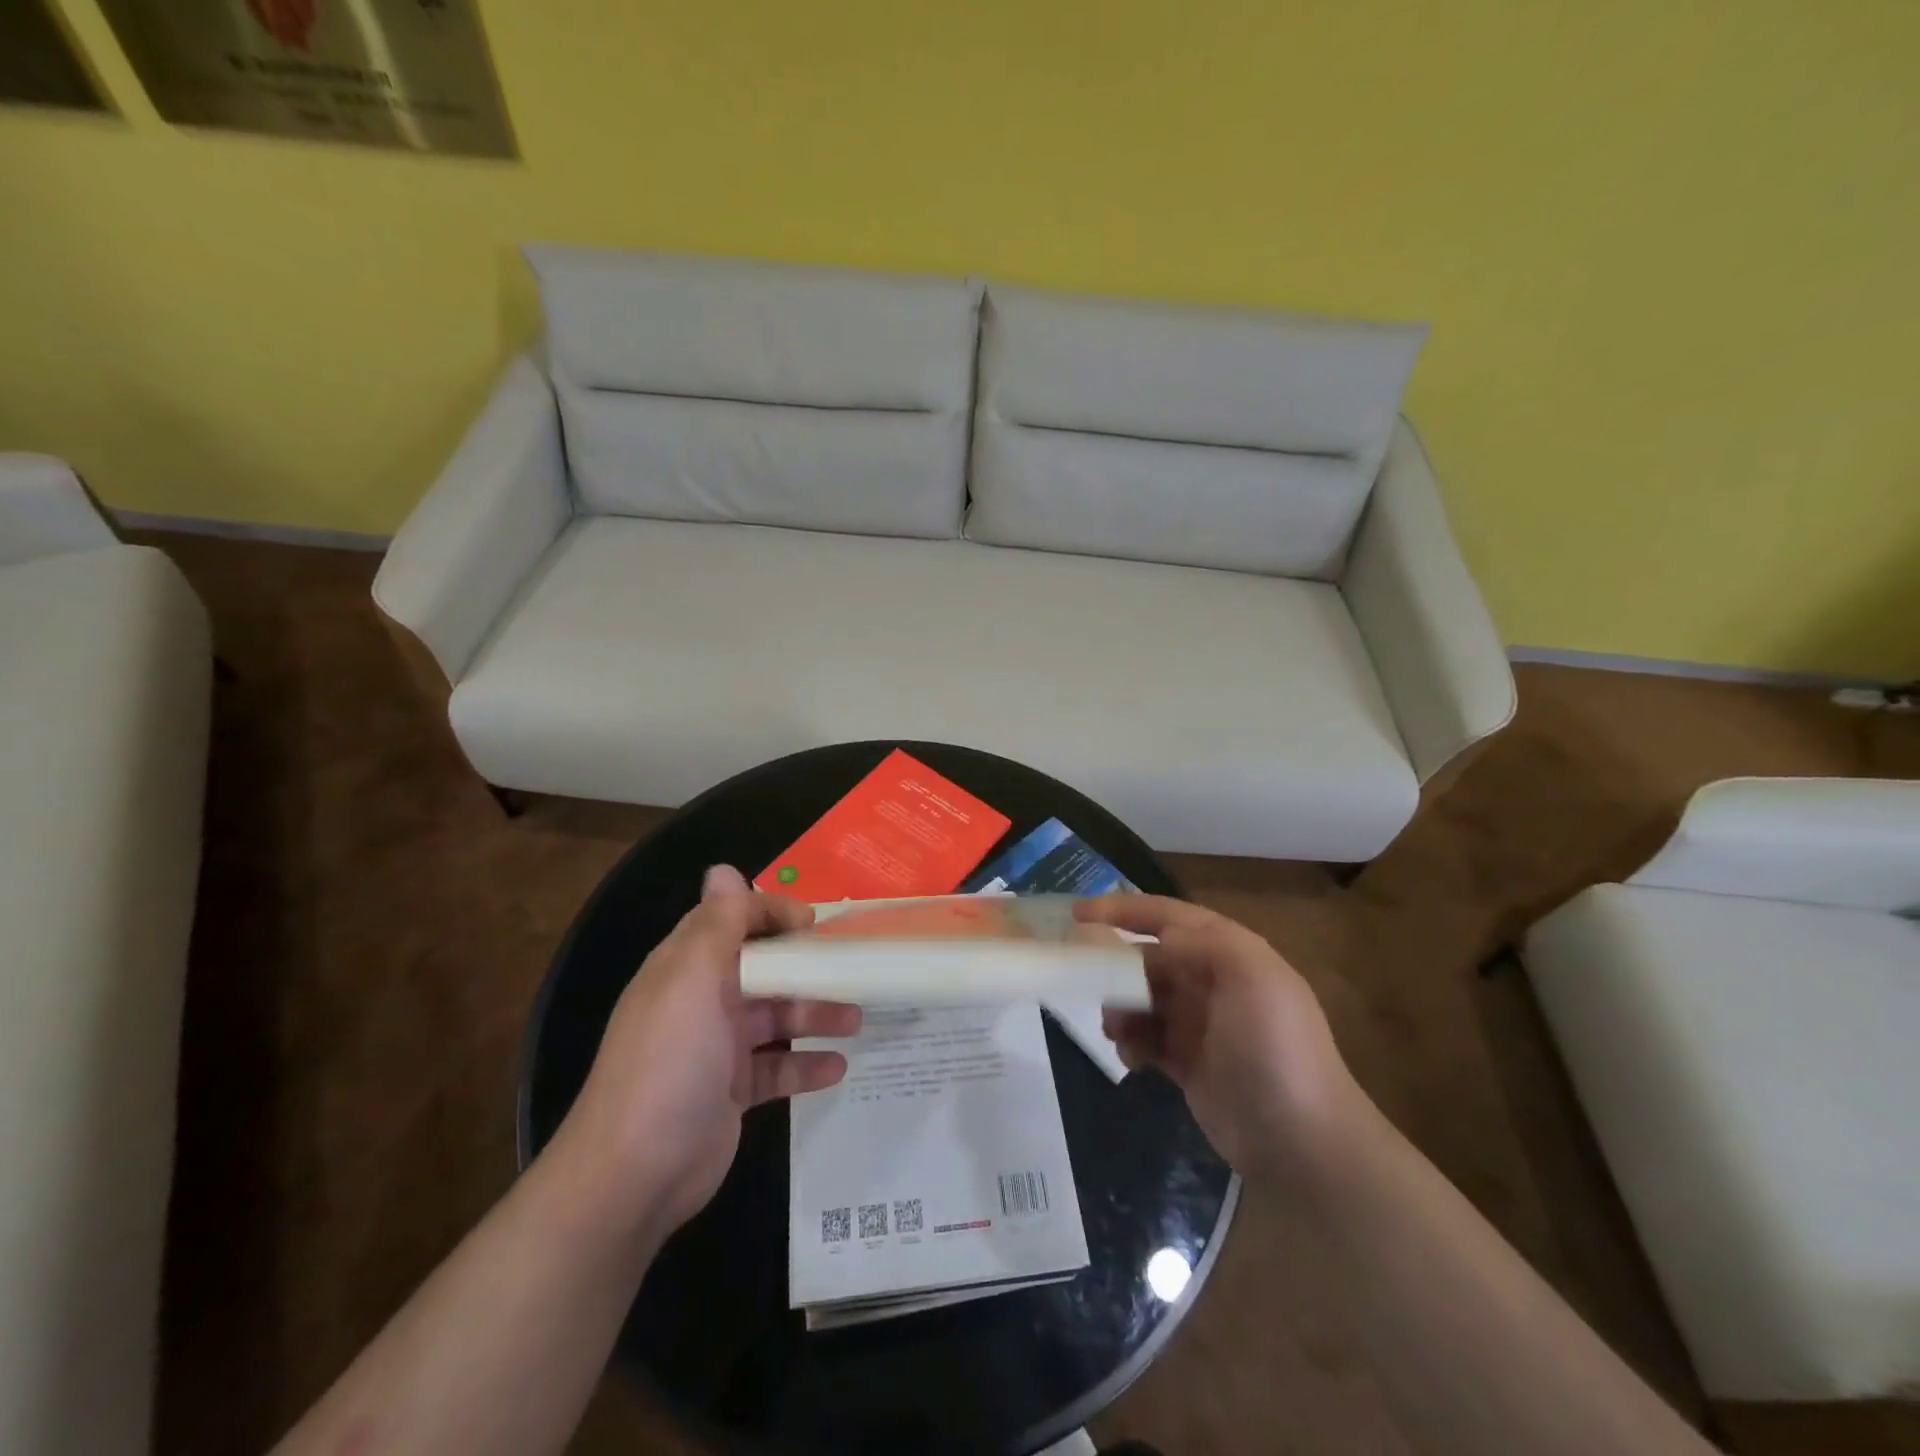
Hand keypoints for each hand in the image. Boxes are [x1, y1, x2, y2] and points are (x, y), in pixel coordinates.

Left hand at [558, 866, 860, 1234]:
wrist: (634, 1174)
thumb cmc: (671, 1061)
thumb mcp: (693, 977)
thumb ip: (718, 922)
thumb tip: (724, 869)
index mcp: (687, 967)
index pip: (733, 920)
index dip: (773, 913)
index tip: (816, 923)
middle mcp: (702, 1001)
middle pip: (763, 969)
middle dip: (806, 966)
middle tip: (853, 968)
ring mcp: (717, 1049)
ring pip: (776, 1018)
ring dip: (815, 1014)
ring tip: (856, 1019)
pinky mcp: (731, 1092)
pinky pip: (777, 1068)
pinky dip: (806, 1065)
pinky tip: (838, 1068)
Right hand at [1077, 896, 1359, 1181]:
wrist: (1302, 1143)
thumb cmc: (1274, 1049)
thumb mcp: (1251, 978)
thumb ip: (1203, 942)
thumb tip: (1160, 936)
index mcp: (1229, 953)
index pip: (1167, 916)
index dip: (1122, 909)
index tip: (1076, 914)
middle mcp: (1211, 981)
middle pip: (1148, 958)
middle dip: (1114, 967)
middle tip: (1085, 983)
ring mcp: (1199, 1023)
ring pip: (1141, 998)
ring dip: (1120, 1007)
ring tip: (1114, 1030)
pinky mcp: (1188, 1062)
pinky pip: (1146, 1038)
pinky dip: (1131, 1042)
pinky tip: (1132, 1059)